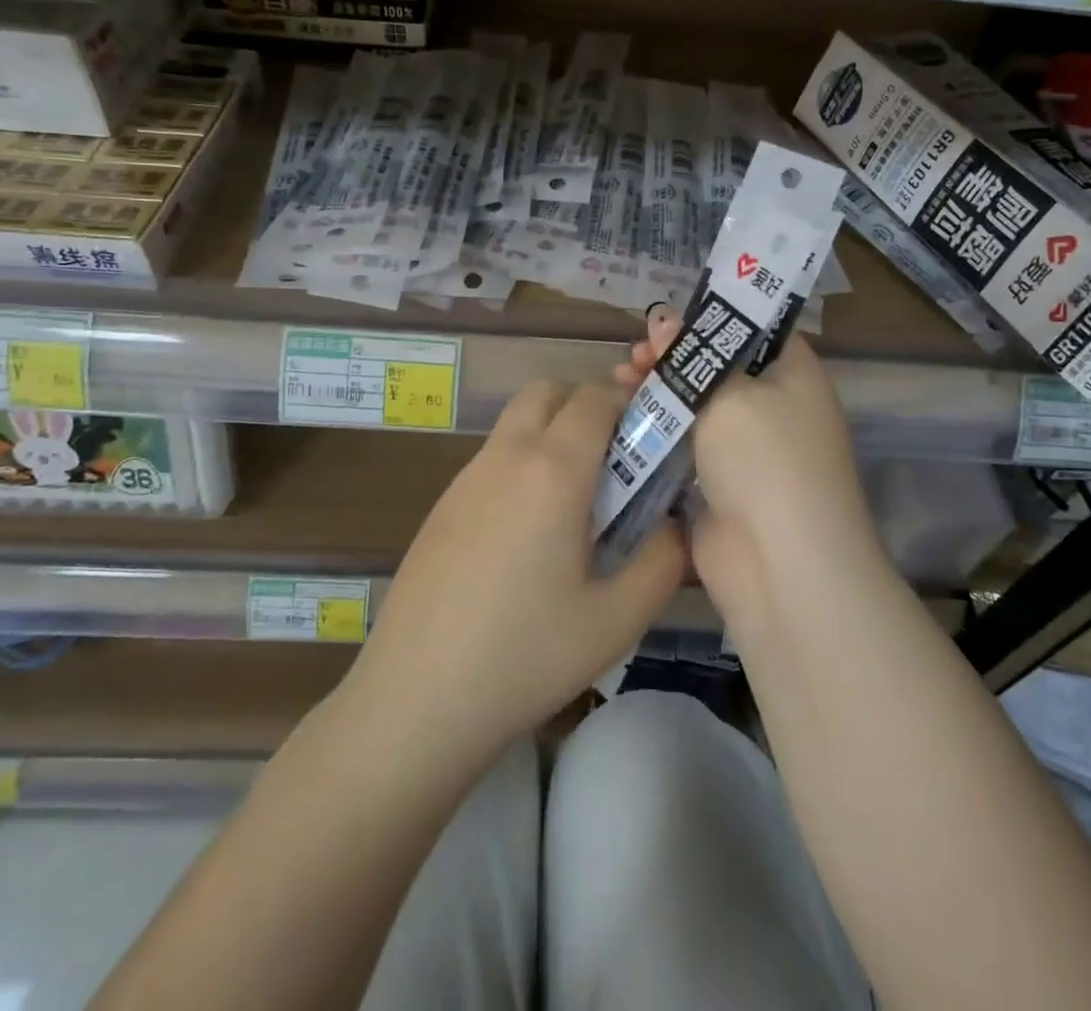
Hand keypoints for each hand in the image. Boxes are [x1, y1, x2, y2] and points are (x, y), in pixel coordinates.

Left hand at [354, 378, 686, 760]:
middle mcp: (506, 456)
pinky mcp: (442, 506)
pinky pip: (493, 458)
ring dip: (552, 433)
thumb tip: (675, 524)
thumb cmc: (525, 655)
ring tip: (577, 502)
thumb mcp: (617, 619)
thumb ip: (664, 560)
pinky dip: (522, 464)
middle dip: (587, 405)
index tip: (654, 436)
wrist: (415, 699)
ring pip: (516, 422)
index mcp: (553, 469)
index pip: (596, 397)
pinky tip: (529, 534)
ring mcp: (466, 478)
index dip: (632, 402)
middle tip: (616, 460)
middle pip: (548, 391)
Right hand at [617, 309, 882, 628]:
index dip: (709, 318)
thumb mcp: (727, 394)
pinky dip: (657, 433)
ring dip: (659, 394)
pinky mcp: (720, 486)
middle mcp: (775, 407)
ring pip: (697, 409)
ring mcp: (747, 451)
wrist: (782, 567)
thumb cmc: (765, 459)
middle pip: (717, 368)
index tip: (664, 315)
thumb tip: (662, 318)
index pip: (753, 328)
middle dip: (672, 358)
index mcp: (794, 374)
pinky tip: (622, 421)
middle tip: (632, 355)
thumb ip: (690, 356)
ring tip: (618, 381)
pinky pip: (685, 447)